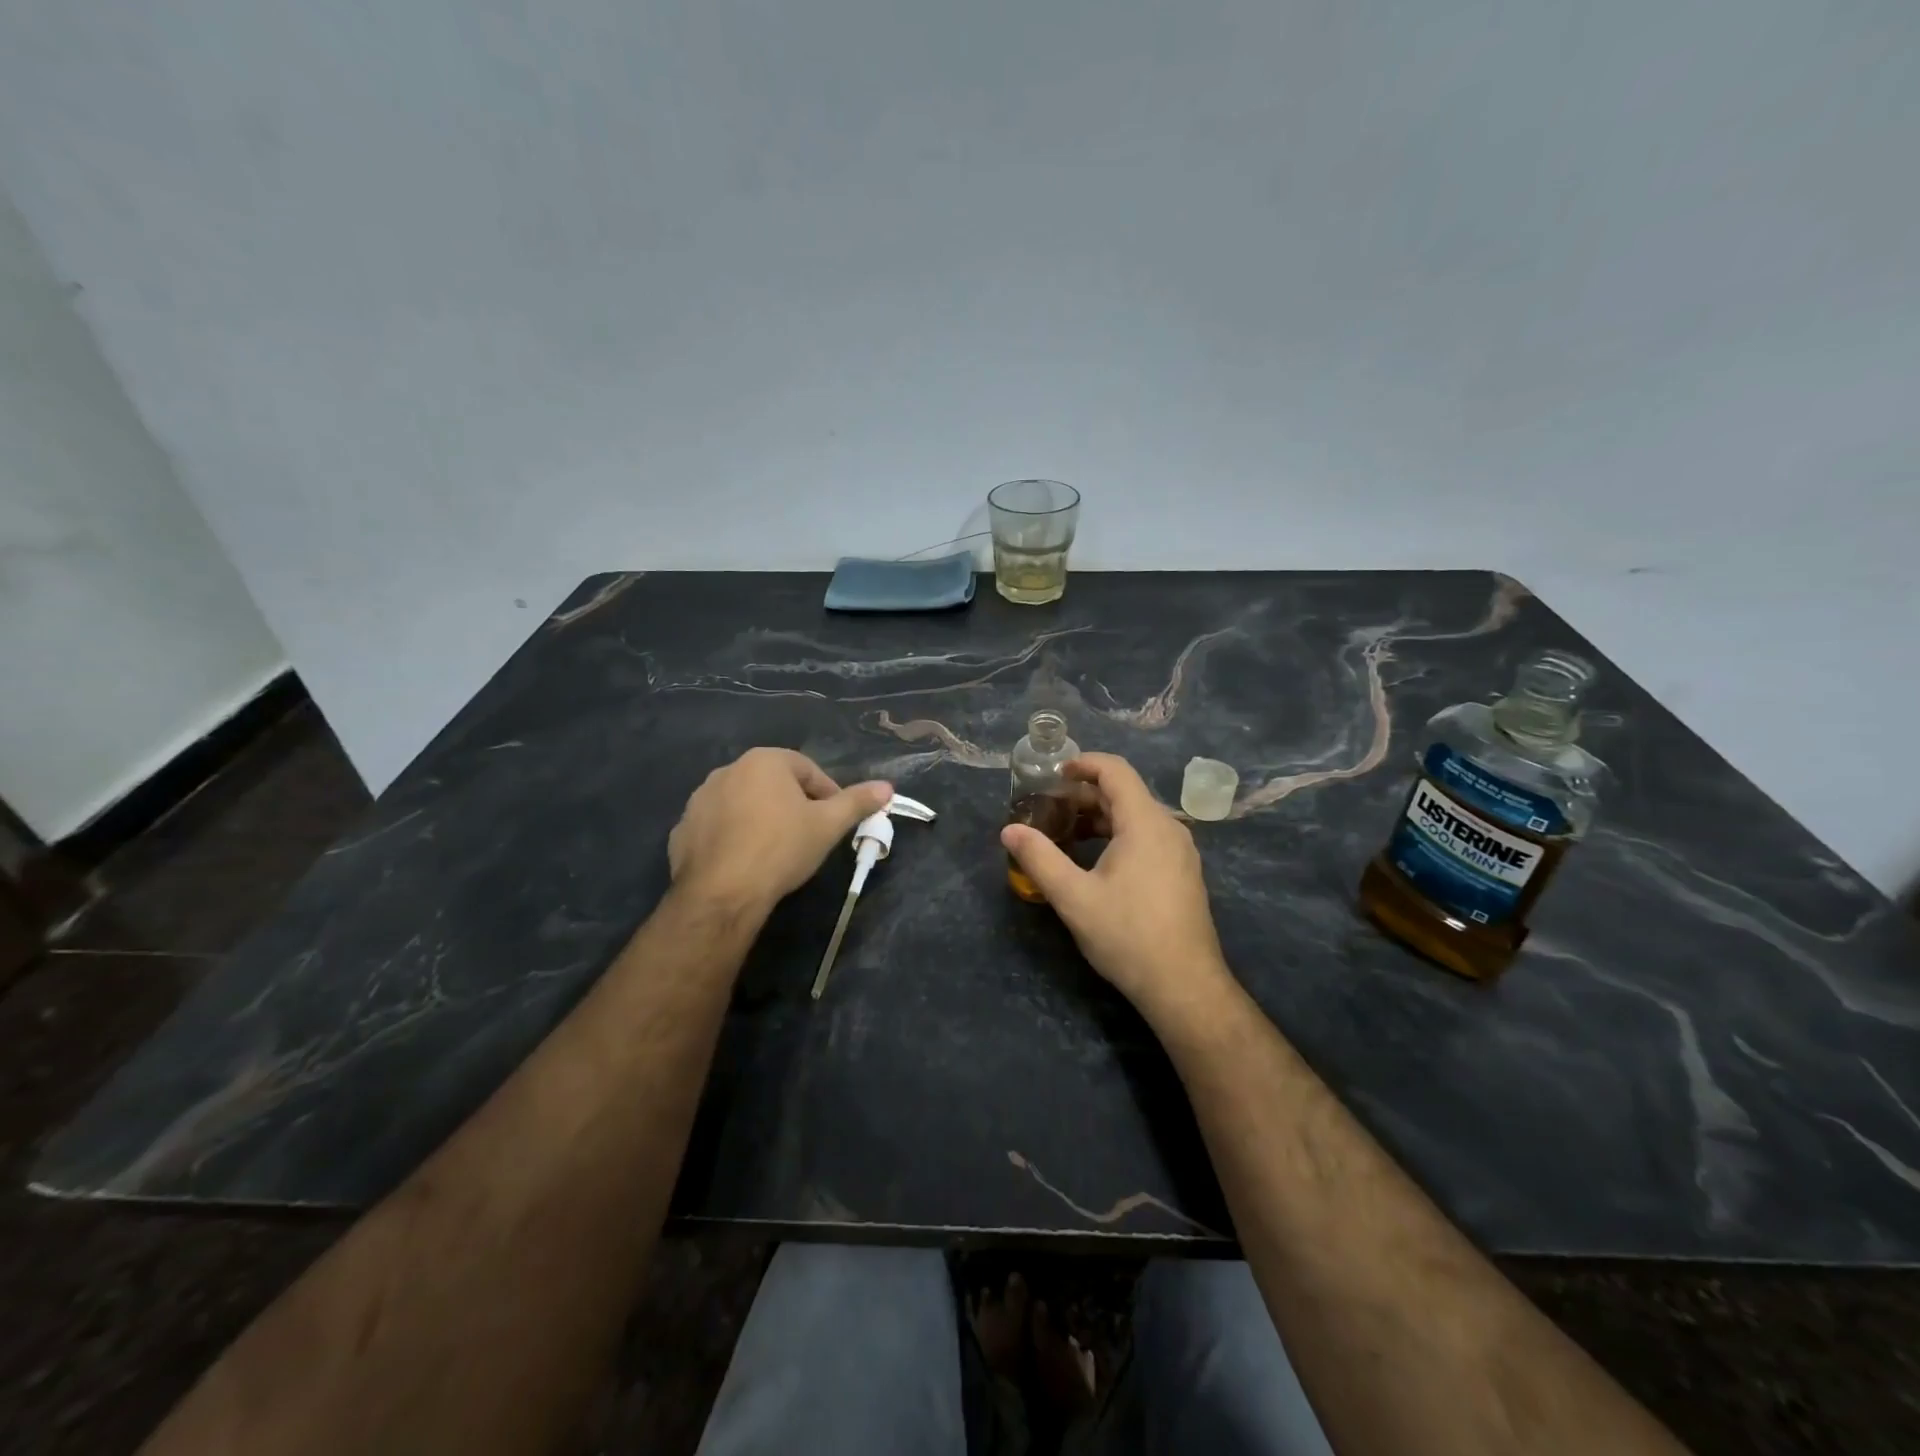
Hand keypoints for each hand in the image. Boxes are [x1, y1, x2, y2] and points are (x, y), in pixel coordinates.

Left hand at [669, 749, 891, 913]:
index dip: (828, 795)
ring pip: (744, 804)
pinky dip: (734, 837)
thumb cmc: (781, 848)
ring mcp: (700, 799)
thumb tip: (887, 787)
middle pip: (774, 784)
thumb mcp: (828, 825)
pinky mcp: (682, 829)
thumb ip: (857, 802)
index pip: (808, 770)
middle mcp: (728, 770)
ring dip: (762, 819)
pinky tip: (746, 862)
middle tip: (809, 836)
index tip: (835, 822)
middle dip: (794, 805)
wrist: (721, 893)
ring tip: (777, 851)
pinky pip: (718, 826)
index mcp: (764, 761)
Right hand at [1001, 753, 1232, 1026]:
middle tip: (1048, 809)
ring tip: (1065, 835)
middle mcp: (1169, 828)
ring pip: (1136, 818)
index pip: (1115, 771)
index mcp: (1145, 823)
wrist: (1184, 986)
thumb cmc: (1127, 935)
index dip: (1083, 764)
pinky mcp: (1182, 873)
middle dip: (1084, 795)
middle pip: (1124, 793)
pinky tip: (1094, 862)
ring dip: (1099, 818)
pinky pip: (1147, 838)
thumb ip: (1039, 858)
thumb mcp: (1073, 897)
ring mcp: (1180, 852)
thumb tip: (1009, 830)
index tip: (1052, 774)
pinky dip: (1117, 836)